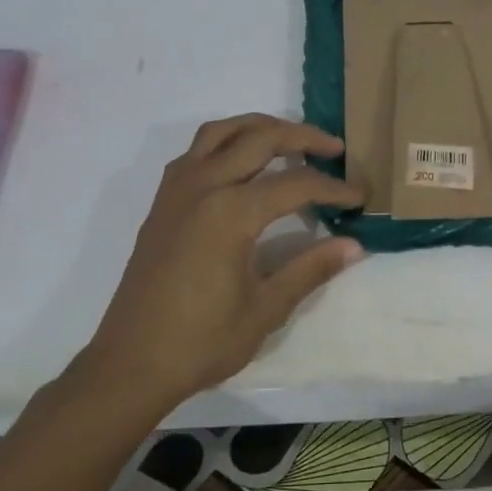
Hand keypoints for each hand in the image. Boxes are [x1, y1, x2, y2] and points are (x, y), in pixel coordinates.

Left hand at [80, 114, 365, 402]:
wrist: (131, 363)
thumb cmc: (202, 341)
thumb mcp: (266, 309)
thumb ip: (310, 269)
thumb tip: (354, 246)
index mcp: (231, 212)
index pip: (296, 184)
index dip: (334, 188)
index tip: (360, 196)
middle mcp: (203, 186)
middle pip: (259, 138)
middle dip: (303, 137)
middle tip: (335, 148)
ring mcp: (176, 190)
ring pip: (221, 132)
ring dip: (259, 127)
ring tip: (289, 141)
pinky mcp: (162, 202)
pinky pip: (196, 151)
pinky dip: (225, 143)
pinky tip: (241, 166)